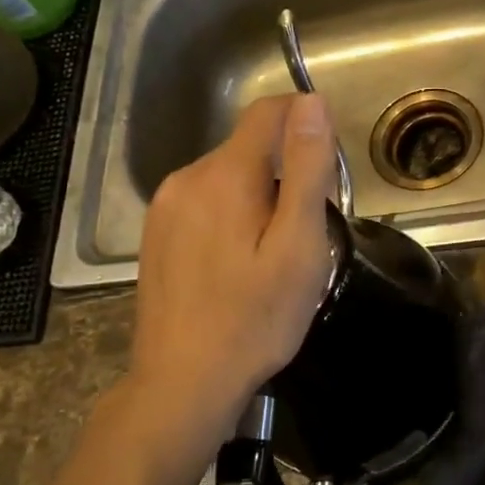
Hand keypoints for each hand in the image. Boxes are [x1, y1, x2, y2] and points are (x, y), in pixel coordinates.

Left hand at [130, 93, 338, 445]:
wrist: (183, 381)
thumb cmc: (255, 320)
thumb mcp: (298, 246)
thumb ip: (307, 170)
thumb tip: (312, 103)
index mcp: (225, 175)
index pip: (269, 112)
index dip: (306, 122)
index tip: (329, 168)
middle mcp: (187, 178)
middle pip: (249, 149)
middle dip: (285, 174)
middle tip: (306, 236)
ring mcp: (165, 207)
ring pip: (226, 178)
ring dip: (258, 198)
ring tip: (272, 257)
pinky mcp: (156, 234)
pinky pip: (205, 204)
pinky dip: (230, 218)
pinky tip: (237, 266)